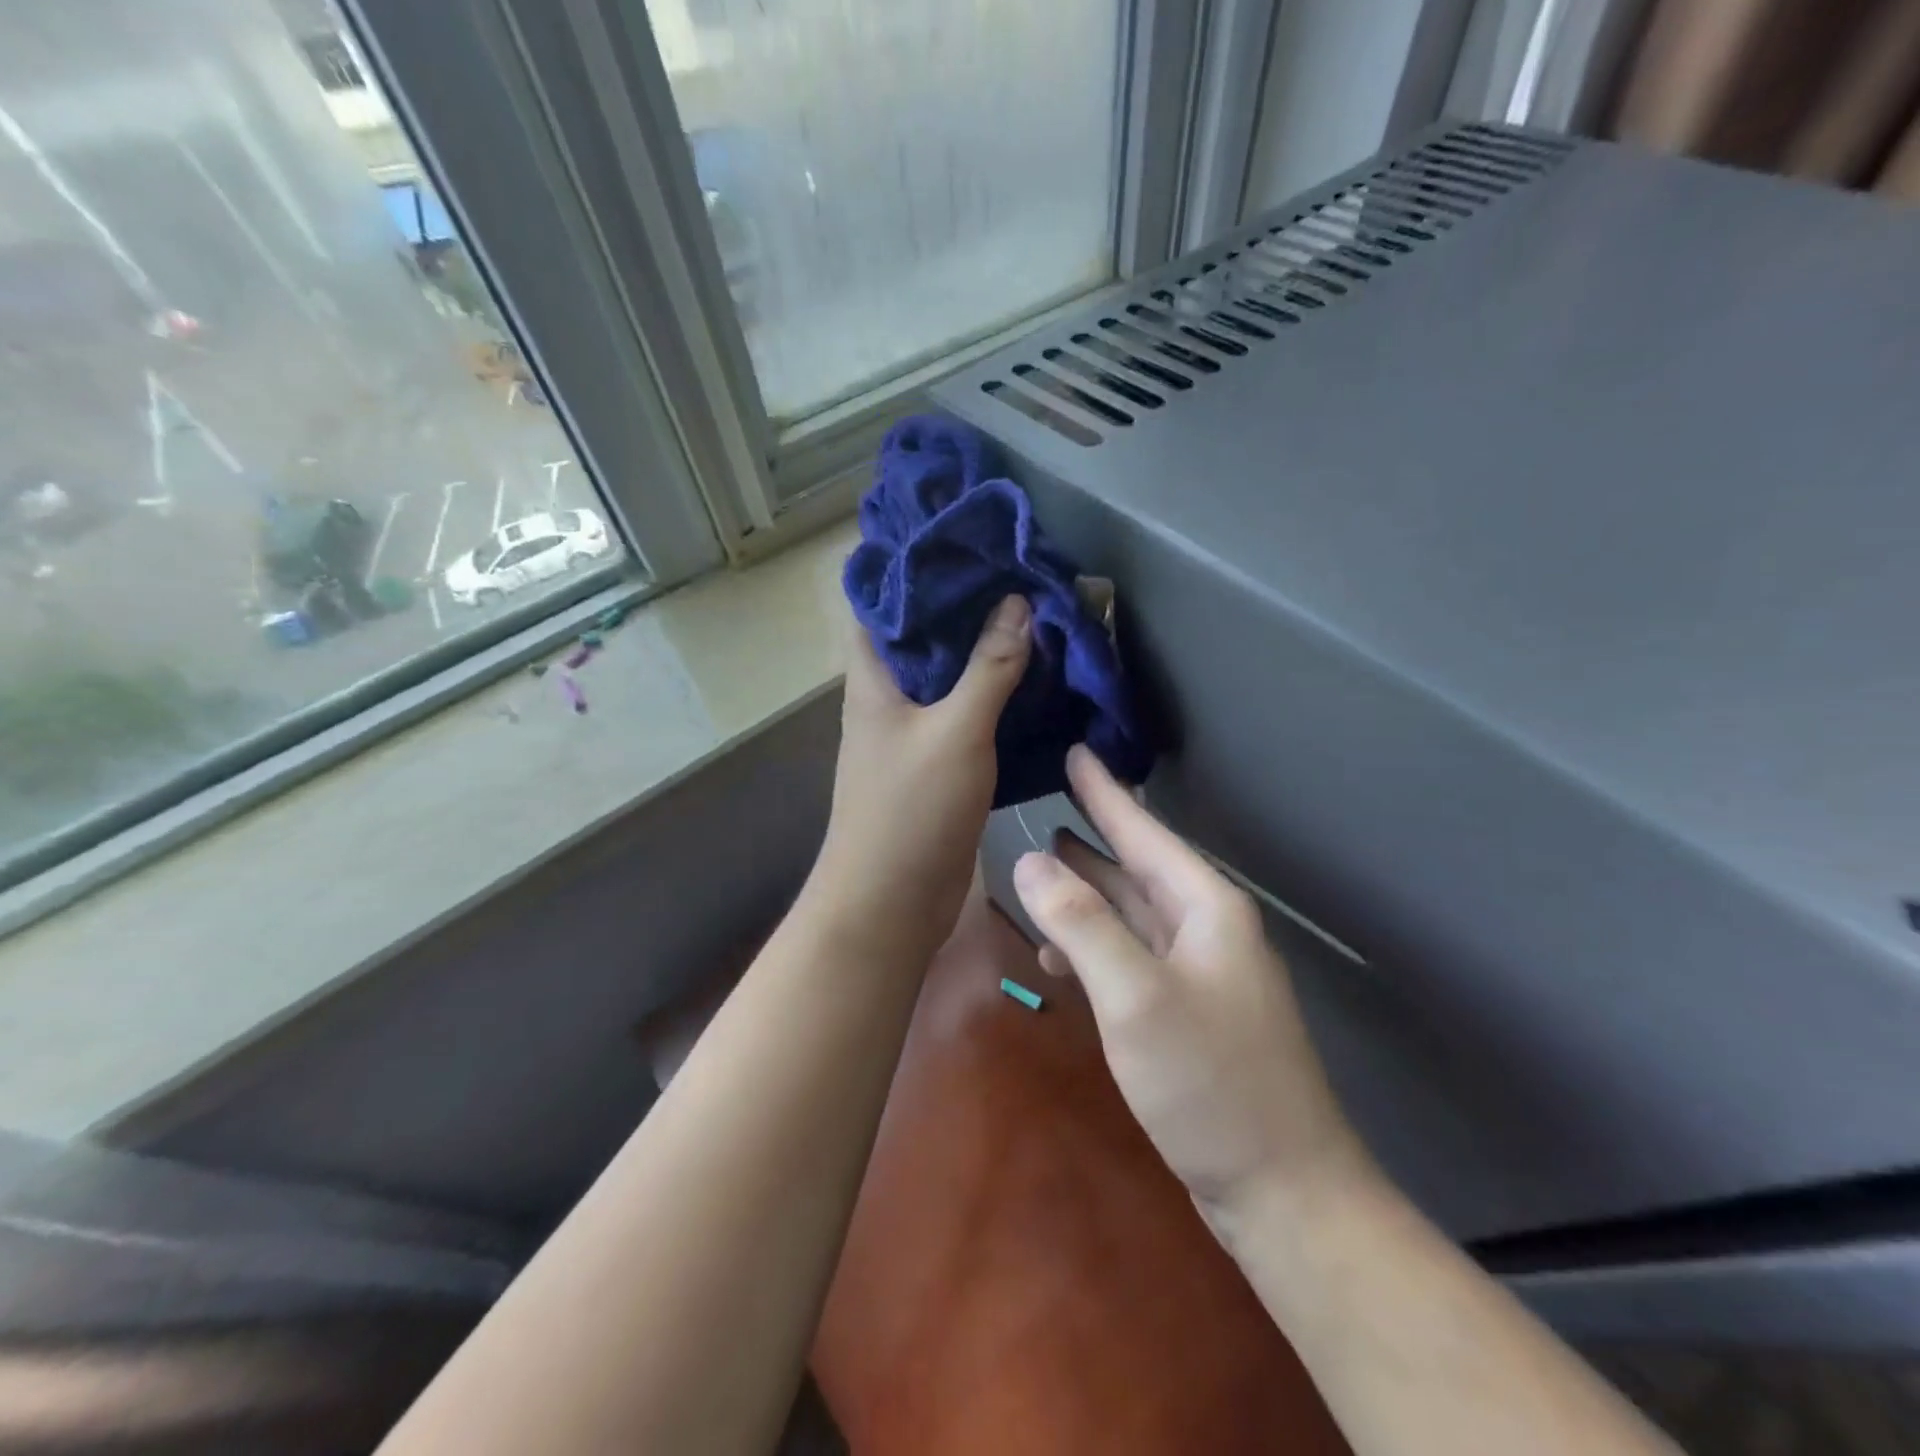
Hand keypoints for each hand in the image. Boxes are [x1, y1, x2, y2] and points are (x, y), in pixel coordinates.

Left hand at [804, 595, 1031, 961]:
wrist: (891, 902)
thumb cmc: (910, 810)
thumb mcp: (955, 731)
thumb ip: (988, 667)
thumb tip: (1016, 602)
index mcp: (874, 677)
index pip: (884, 601)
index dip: (918, 566)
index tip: (967, 538)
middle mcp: (888, 697)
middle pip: (925, 636)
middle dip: (968, 605)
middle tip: (1020, 572)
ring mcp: (912, 732)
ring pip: (950, 675)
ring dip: (987, 650)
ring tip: (1038, 614)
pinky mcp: (937, 763)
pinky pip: (967, 714)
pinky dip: (996, 695)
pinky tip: (1037, 679)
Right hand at [1012, 747, 1371, 1219]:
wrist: (1281, 1191)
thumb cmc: (1211, 1082)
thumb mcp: (1136, 996)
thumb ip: (1080, 923)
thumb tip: (1028, 860)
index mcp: (1204, 907)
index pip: (1143, 831)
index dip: (1105, 792)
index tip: (1076, 751)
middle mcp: (1203, 928)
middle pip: (1135, 866)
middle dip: (1091, 836)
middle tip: (1043, 803)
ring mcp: (1195, 972)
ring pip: (1129, 912)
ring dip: (1084, 893)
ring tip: (1036, 870)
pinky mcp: (1183, 1011)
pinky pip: (1128, 957)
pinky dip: (1091, 948)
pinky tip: (1056, 959)